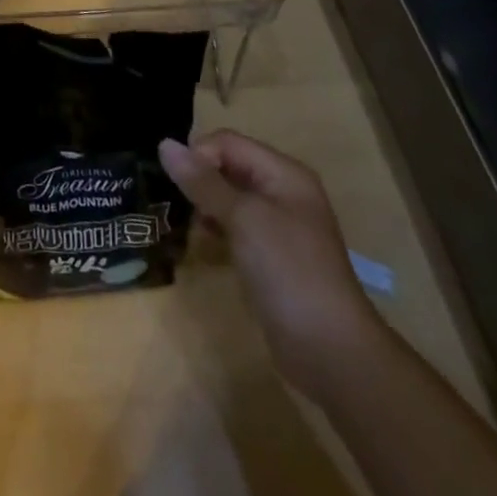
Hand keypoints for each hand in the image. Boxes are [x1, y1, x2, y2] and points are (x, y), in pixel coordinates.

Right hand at [159, 131, 383, 394]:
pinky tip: (204, 247)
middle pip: (228, 167)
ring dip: (204, 207)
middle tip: (176, 205)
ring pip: (228, 199)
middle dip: (199, 180)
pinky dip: (216, 230)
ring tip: (187, 227)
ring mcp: (278, 227)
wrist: (332, 353)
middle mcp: (282, 193)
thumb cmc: (289, 272)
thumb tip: (164, 144)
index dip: (199, 155)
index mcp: (283, 174)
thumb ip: (203, 181)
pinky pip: (235, 228)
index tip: (176, 185)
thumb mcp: (243, 219)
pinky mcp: (270, 257)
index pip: (227, 143)